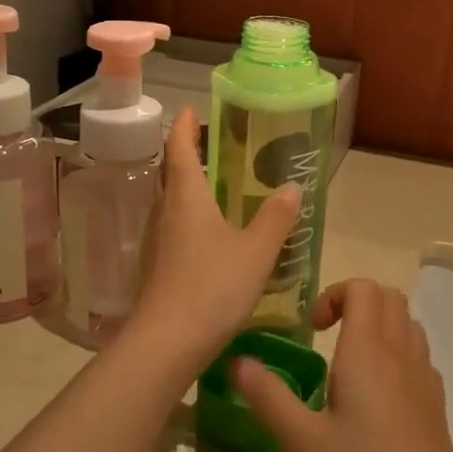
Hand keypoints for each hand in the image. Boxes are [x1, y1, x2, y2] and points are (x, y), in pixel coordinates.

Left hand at [117, 110, 299, 382]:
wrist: (168, 342)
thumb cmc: (212, 286)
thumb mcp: (255, 251)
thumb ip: (275, 218)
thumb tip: (291, 186)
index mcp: (187, 197)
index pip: (179, 149)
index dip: (184, 126)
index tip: (190, 109)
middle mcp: (168, 212)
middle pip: (172, 173)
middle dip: (188, 154)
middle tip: (212, 144)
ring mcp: (160, 241)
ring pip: (174, 202)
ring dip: (191, 187)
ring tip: (219, 184)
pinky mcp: (161, 266)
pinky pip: (177, 227)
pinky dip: (193, 216)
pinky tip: (215, 232)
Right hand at [231, 279, 452, 451]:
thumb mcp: (304, 443)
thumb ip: (269, 398)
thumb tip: (237, 362)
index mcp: (367, 352)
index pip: (363, 287)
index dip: (335, 295)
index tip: (313, 329)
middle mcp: (400, 353)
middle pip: (389, 296)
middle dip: (356, 303)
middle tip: (328, 337)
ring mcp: (424, 376)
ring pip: (407, 322)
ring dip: (379, 325)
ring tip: (351, 362)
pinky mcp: (436, 402)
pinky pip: (418, 354)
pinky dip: (397, 352)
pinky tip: (378, 395)